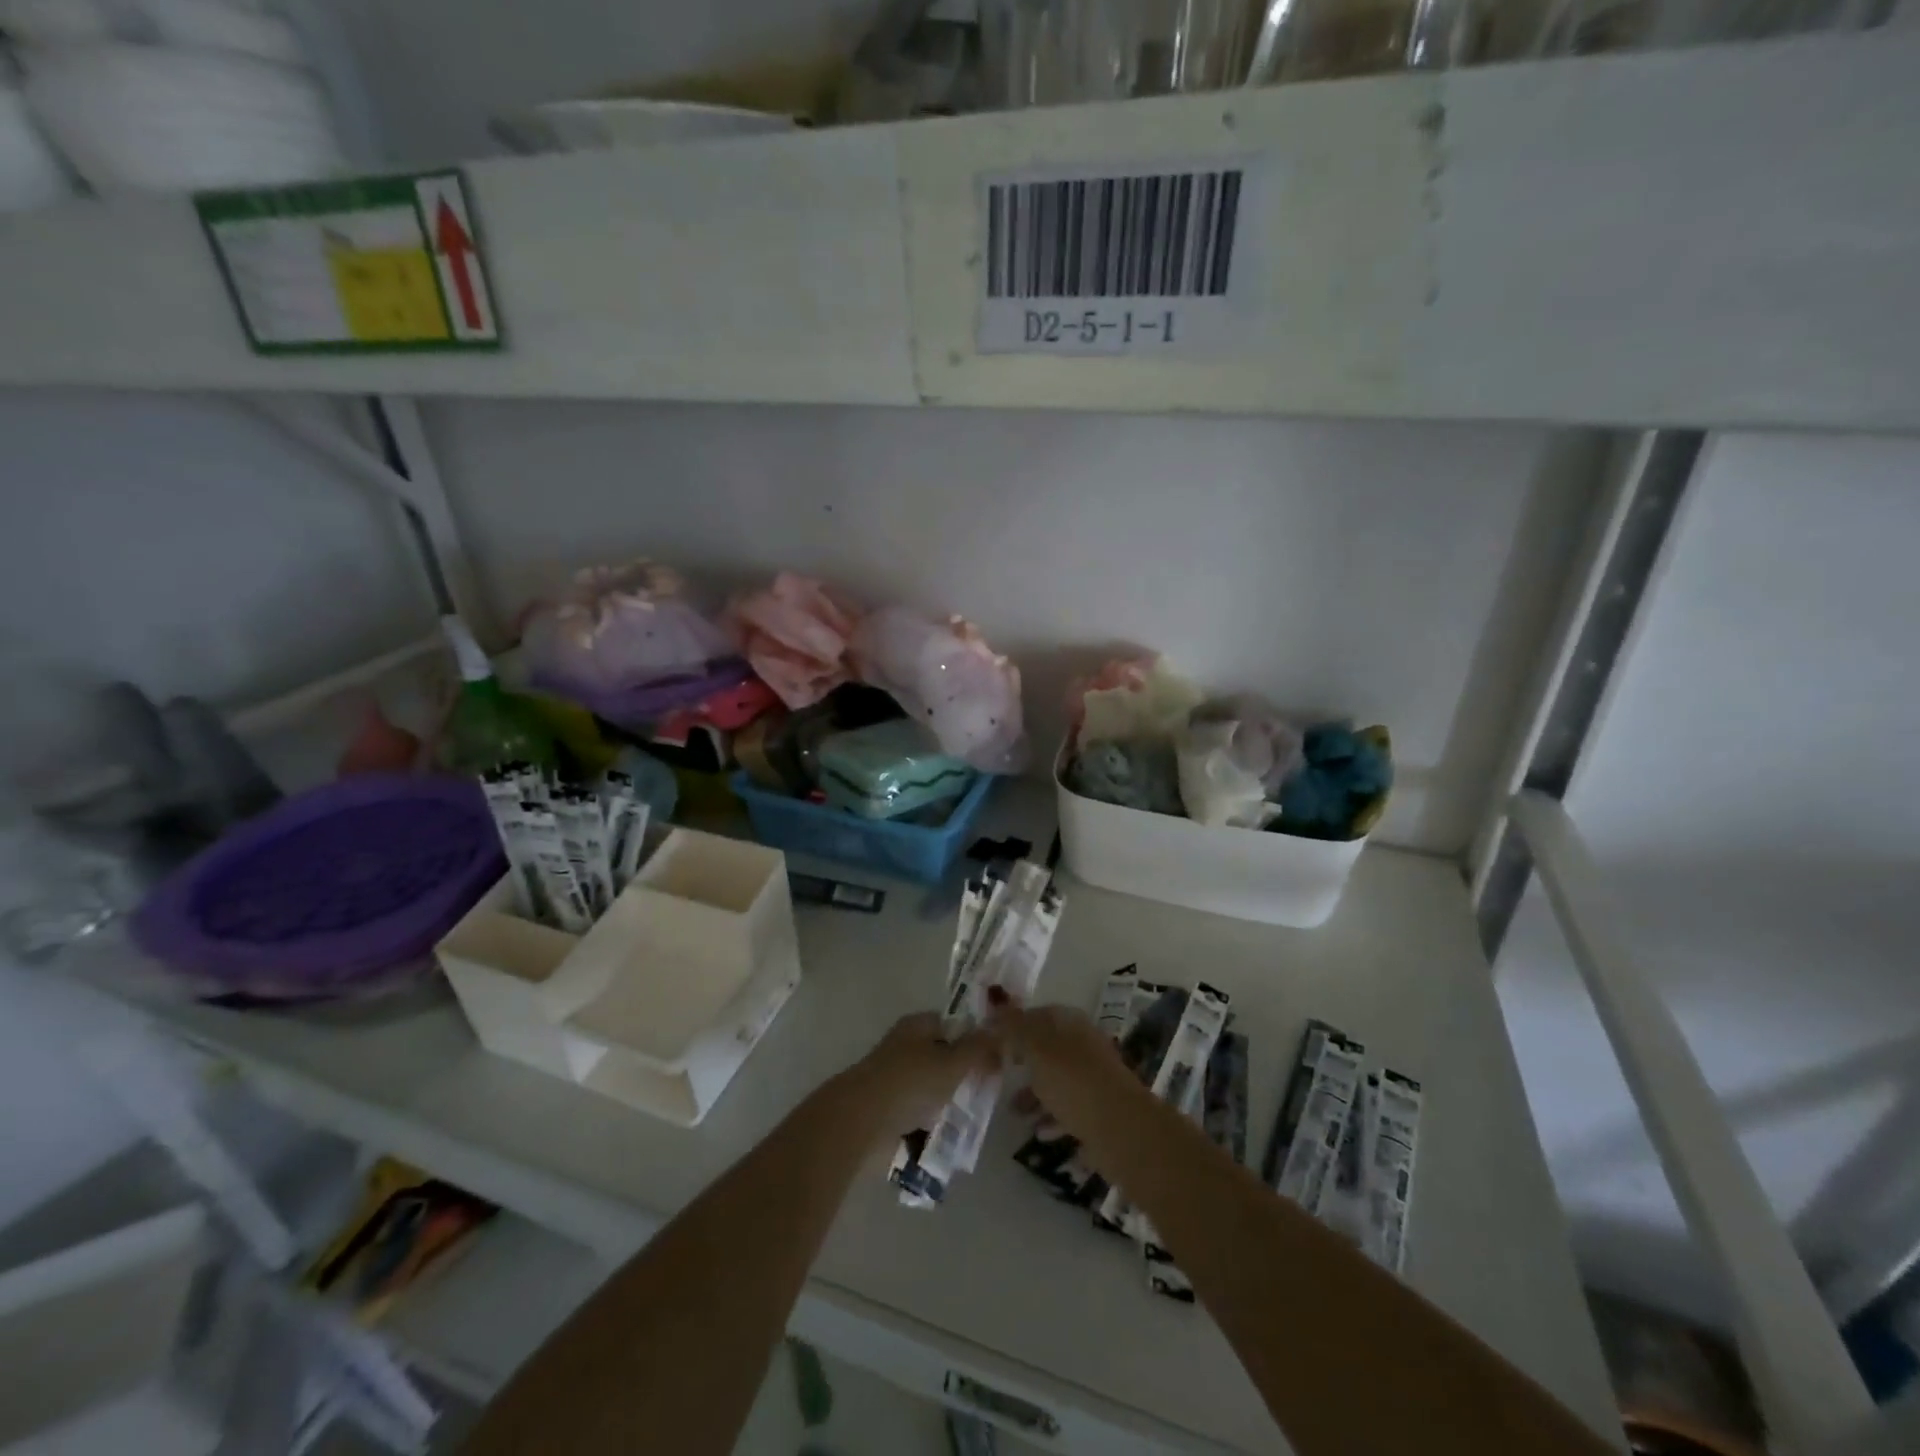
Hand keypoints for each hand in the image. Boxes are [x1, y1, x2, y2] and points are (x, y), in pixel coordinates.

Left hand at [843, 1012, 996, 1141]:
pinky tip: (954, 1138)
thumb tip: (999, 1030)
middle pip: (943, 1057)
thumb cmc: (910, 1083)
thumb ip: (978, 1048)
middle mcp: (905, 1048)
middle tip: (991, 1091)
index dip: (976, 1038)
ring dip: (951, 1103)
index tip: (998, 1058)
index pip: (953, 1024)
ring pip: (933, 1089)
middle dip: (965, 1074)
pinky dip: (935, 1125)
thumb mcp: (952, 1062)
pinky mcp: (890, 1112)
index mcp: (917, 1026)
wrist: (862, 1124)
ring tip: (977, 1119)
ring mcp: (896, 1081)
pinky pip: (920, 1116)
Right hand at [984, 995, 1135, 1139]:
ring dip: (1034, 1092)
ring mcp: (1094, 1076)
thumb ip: (1013, 1029)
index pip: (1037, 1014)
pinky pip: (1068, 1107)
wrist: (1121, 1130)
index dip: (1013, 1024)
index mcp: (1071, 1023)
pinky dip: (1051, 1115)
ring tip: (1013, 1110)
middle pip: (1047, 1047)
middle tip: (998, 1073)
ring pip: (1057, 1078)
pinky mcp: (1099, 1109)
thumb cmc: (1073, 1081)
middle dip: (1022, 1060)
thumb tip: (995, 1011)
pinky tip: (1038, 1131)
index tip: (991, 1041)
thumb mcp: (1036, 1049)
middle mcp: (1084, 1044)